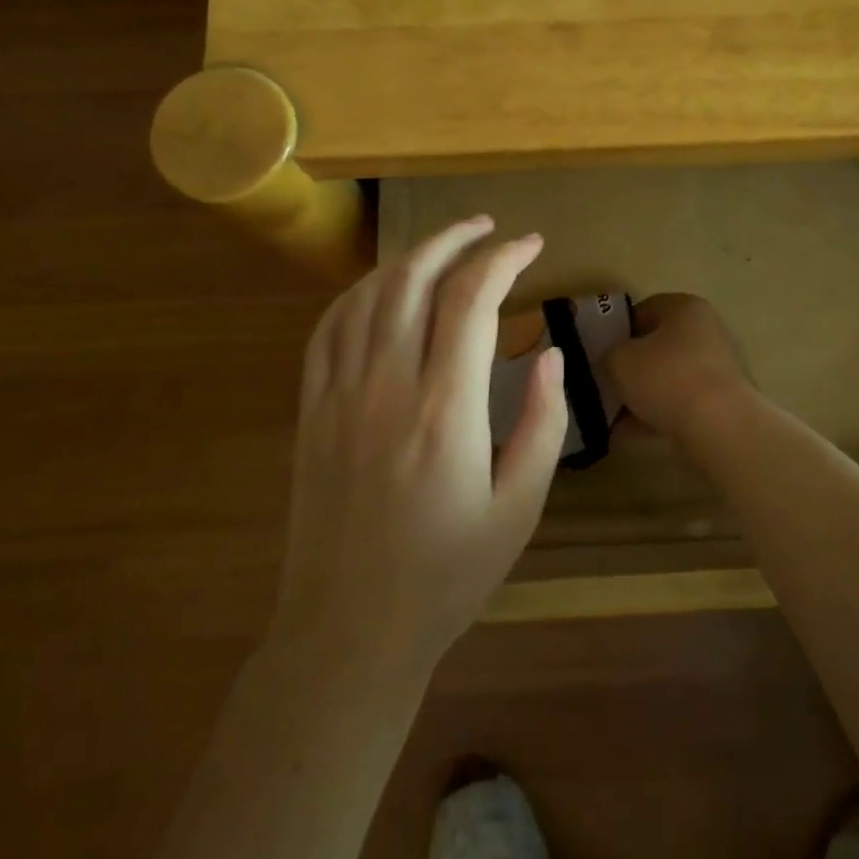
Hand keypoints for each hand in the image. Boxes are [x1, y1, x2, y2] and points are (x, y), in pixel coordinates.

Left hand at [271, 217, 567, 676]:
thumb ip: (542, 422)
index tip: (531, 244)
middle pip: (415, 279)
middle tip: (488, 227)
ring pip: (369, 294)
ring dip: (409, 258)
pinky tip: (381, 287)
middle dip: (455, 239)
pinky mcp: (311, 411)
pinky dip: (358, 292)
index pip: (472, 300)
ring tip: (443, 247)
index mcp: (445, 410)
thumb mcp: (519, 507)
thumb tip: (547, 352)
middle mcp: (387, 386)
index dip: (504, 259)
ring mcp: (339, 395)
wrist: (349, 632)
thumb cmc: (446, 576)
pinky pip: (328, 328)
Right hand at [602, 293, 754, 441]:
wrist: (720, 427)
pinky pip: (681, 404)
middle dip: (631, 367)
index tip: (600, 354)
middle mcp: (707, 331)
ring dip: (642, 395)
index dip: (617, 331)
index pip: (643, 310)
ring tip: (613, 417)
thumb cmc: (666, 378)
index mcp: (684, 307)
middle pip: (658, 346)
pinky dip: (657, 416)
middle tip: (606, 385)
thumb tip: (611, 361)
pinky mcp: (723, 402)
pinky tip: (631, 434)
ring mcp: (718, 368)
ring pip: (668, 378)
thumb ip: (608, 354)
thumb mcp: (619, 360)